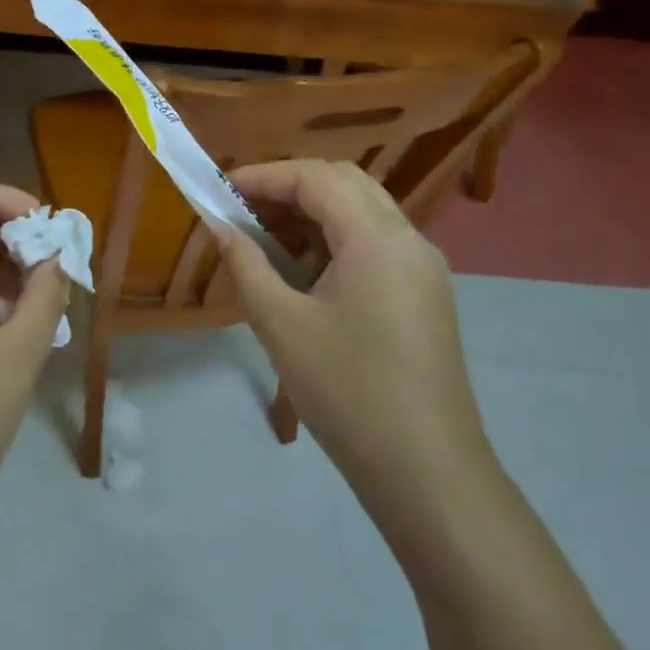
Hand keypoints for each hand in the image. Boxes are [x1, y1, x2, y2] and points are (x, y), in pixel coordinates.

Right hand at [214, 160, 494, 527]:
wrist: (428, 473)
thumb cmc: (347, 392)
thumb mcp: (282, 325)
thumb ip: (246, 265)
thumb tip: (221, 227)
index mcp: (377, 238)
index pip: (316, 178)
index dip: (264, 176)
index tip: (221, 190)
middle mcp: (408, 239)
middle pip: (345, 183)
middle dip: (290, 187)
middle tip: (245, 211)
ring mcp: (424, 268)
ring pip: (364, 212)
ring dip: (314, 214)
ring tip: (267, 241)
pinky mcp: (426, 295)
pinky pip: (377, 244)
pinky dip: (336, 241)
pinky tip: (306, 274)